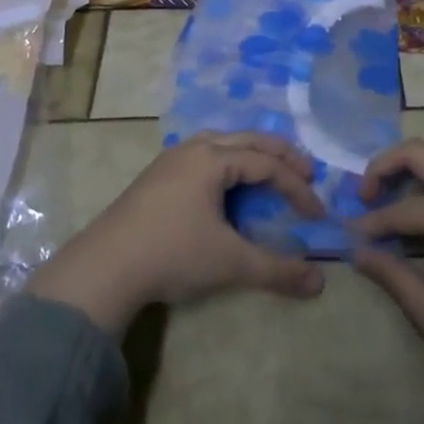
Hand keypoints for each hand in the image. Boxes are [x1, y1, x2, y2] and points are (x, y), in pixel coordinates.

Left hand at [26, 131, 326, 335]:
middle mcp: (192, 149)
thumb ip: (277, 270)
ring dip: (251, 153)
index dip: (297, 187)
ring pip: (220, 142)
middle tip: (307, 173)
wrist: (104, 268)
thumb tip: (319, 284)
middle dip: (280, 155)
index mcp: (212, 159)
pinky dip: (227, 161)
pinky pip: (202, 155)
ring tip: (269, 171)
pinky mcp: (155, 176)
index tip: (316, 214)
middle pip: (247, 140)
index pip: (267, 164)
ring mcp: (169, 160)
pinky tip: (226, 183)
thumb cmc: (172, 254)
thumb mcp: (230, 263)